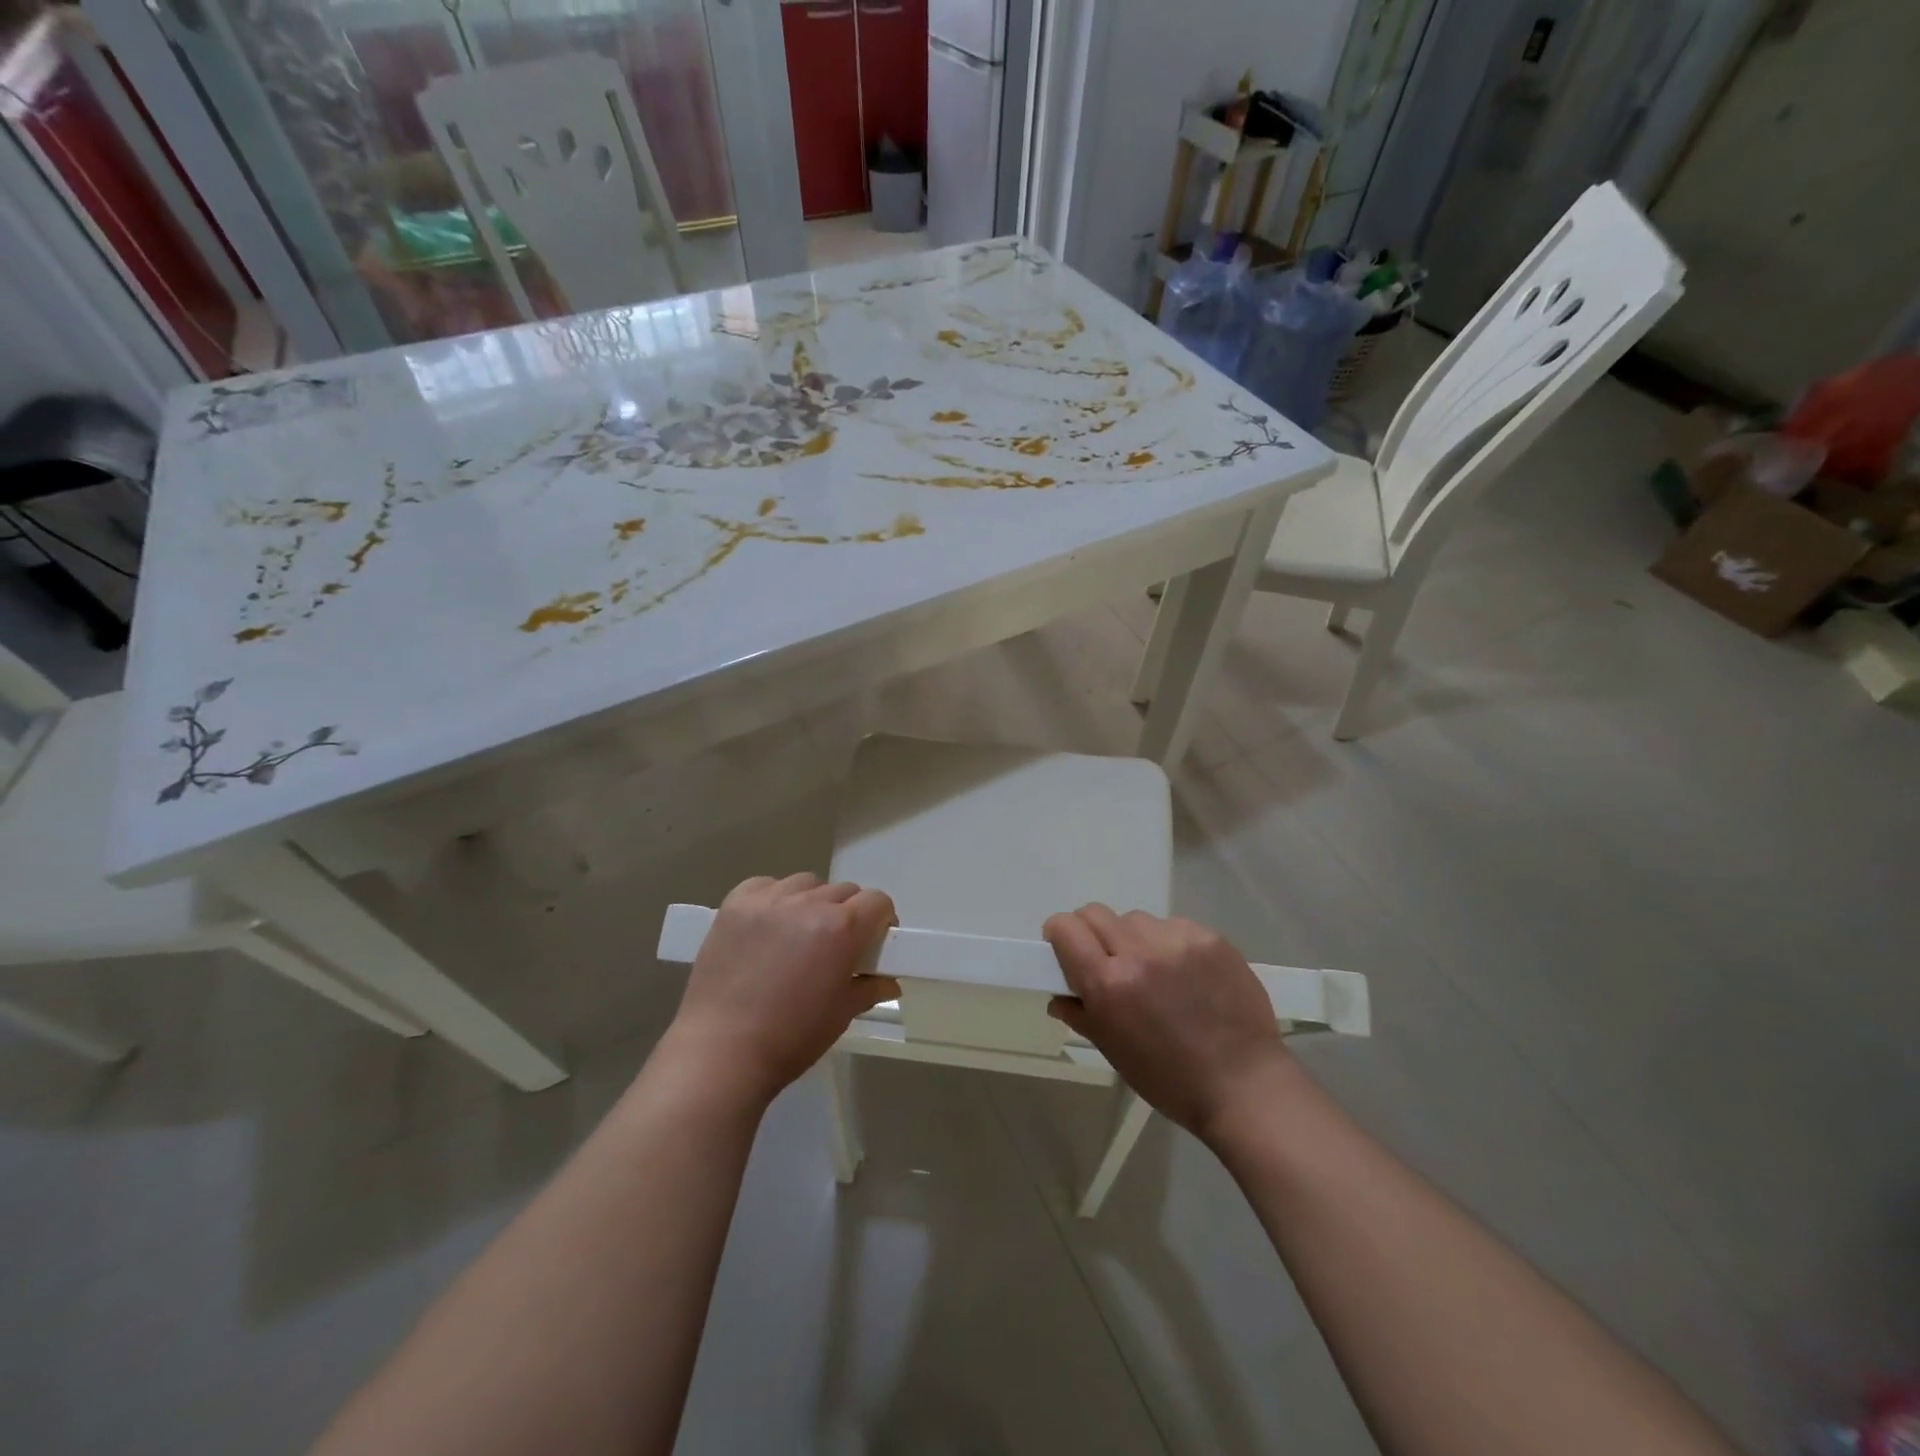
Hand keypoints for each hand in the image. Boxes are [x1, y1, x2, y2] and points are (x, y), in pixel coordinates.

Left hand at [664, 874, 898, 1108]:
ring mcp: (769, 899)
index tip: (871, 942)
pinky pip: (767, 885)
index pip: (877, 901)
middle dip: (847, 914)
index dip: (880, 921)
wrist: (720, 1051)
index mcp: (841, 928)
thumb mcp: (842, 1014)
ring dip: (811, 902)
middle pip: (844, 891)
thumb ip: (869, 988)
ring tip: (797, 935)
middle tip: (834, 946)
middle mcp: (808, 903)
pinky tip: (766, 927)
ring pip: (806, 884)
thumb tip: (888, 980)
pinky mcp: (735, 903)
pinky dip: (774, 899)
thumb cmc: (791, 1038)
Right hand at [1044, 905, 1292, 1143]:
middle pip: (1096, 913)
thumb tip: (1059, 995)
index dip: (1059, 935)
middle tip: (1107, 960)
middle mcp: (1139, 953)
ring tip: (1153, 970)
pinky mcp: (1210, 938)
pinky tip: (1185, 972)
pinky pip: (1173, 925)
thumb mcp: (1113, 1052)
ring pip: (1135, 918)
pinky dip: (1168, 942)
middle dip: (1092, 933)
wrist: (1244, 1086)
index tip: (1066, 949)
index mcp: (1108, 984)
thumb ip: (1081, 1014)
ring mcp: (1178, 941)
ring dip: (1133, 938)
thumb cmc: (1170, 1079)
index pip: (1066, 928)